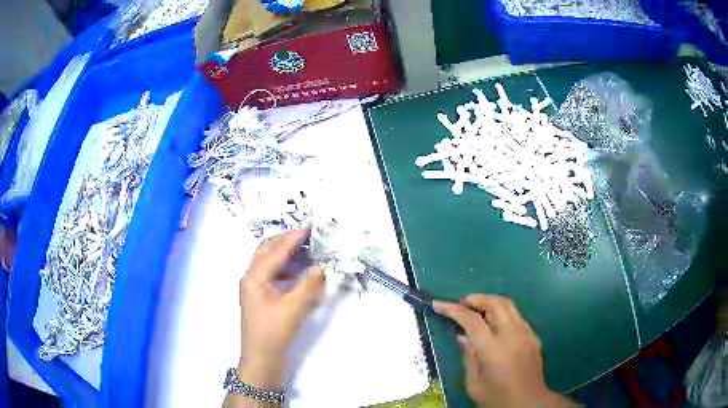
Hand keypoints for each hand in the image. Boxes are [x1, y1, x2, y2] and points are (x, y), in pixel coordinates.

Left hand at [237, 227, 325, 389]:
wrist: (261, 358)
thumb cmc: (274, 333)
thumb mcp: (294, 309)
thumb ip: (308, 286)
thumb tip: (320, 268)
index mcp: (254, 277)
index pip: (276, 251)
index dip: (293, 238)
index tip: (309, 226)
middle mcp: (251, 277)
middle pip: (266, 251)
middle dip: (285, 240)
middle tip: (305, 234)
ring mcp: (253, 287)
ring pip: (268, 262)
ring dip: (284, 253)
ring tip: (303, 249)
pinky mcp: (259, 297)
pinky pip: (271, 274)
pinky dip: (284, 268)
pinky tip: (297, 273)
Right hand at [434, 295, 576, 407]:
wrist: (529, 402)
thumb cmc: (497, 398)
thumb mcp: (474, 384)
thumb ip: (468, 358)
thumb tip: (462, 337)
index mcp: (493, 349)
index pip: (471, 320)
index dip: (453, 309)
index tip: (439, 304)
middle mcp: (512, 334)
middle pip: (495, 303)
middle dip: (476, 298)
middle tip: (462, 303)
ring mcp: (526, 333)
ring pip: (509, 305)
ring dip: (490, 302)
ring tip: (477, 310)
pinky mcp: (533, 336)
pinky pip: (517, 316)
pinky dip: (503, 313)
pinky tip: (496, 326)